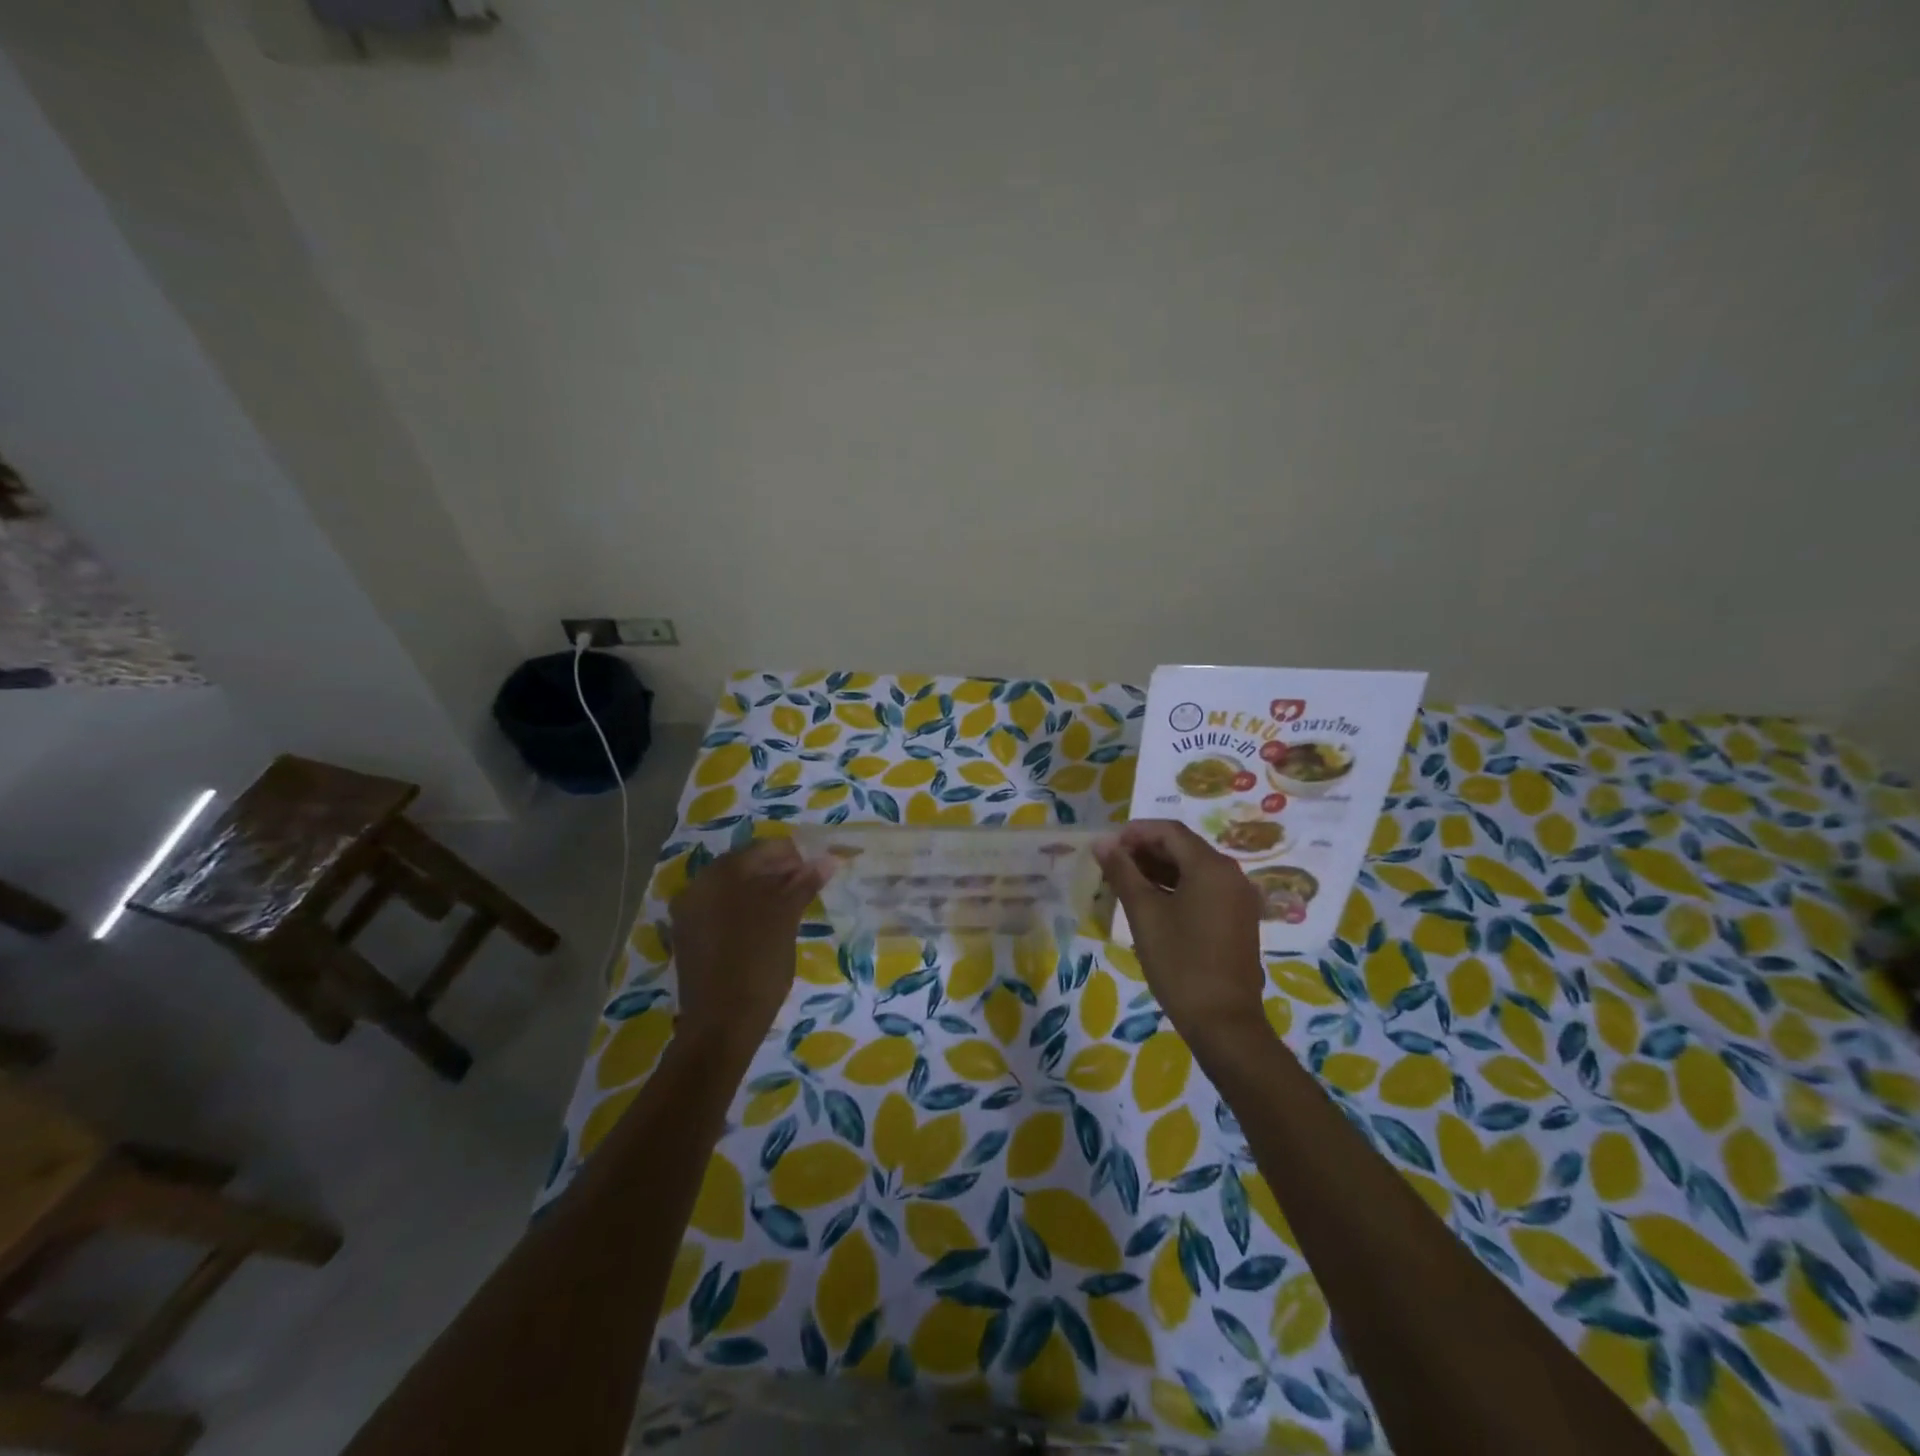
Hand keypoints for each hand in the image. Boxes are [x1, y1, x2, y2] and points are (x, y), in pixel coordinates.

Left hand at [669, 838, 832, 1049]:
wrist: (721, 1025)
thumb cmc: (758, 964)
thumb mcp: (785, 919)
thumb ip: (803, 884)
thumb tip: (827, 859)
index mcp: (720, 875)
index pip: (762, 849)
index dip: (793, 854)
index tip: (817, 866)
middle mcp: (698, 886)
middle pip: (745, 866)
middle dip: (778, 871)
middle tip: (809, 883)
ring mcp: (690, 913)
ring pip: (733, 889)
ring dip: (763, 890)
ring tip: (794, 904)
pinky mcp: (690, 938)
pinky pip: (722, 910)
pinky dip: (746, 910)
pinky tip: (768, 924)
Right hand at [1094, 820, 1264, 1046]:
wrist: (1223, 1022)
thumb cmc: (1180, 962)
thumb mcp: (1144, 914)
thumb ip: (1122, 872)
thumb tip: (1102, 842)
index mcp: (1211, 867)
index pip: (1169, 831)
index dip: (1135, 832)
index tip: (1107, 846)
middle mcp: (1231, 875)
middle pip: (1183, 847)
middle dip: (1145, 850)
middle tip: (1111, 865)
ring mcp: (1238, 899)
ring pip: (1193, 869)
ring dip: (1159, 869)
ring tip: (1124, 882)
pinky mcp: (1238, 920)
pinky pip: (1204, 889)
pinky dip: (1176, 887)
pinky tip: (1150, 902)